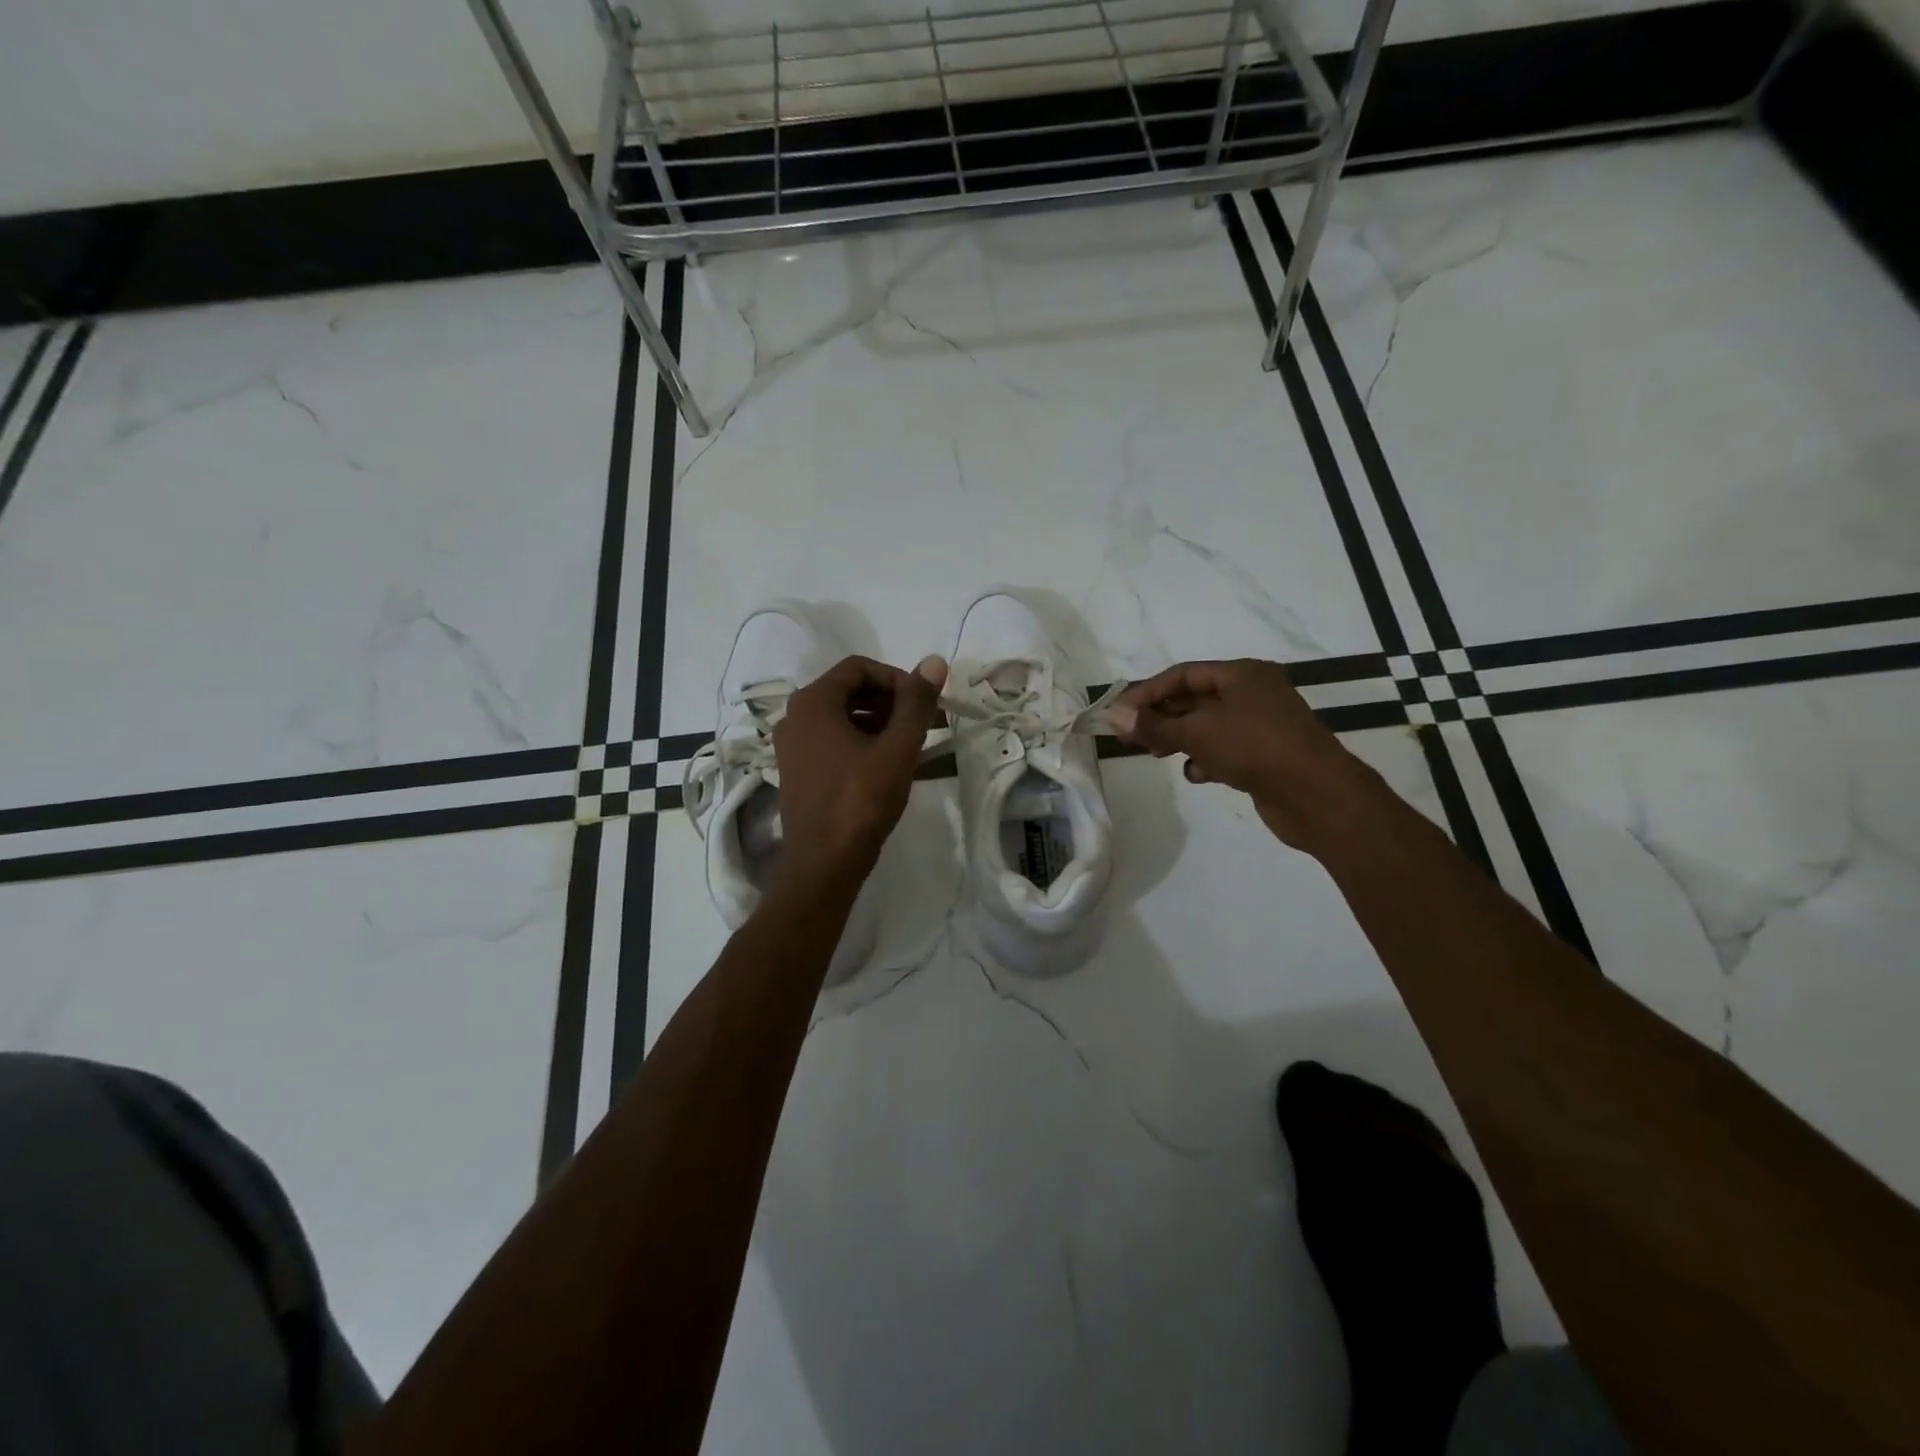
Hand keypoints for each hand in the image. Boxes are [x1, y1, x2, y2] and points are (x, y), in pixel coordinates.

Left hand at [771, 653, 946, 886]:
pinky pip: (833, 741)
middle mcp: (795, 717)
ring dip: (880, 723)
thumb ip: (916, 702)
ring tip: (911, 746)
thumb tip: (934, 661)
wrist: (824, 863)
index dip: (897, 679)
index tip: (923, 704)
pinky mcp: (798, 771)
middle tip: (925, 724)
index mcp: (813, 702)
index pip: (859, 668)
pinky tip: (888, 765)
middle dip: (891, 702)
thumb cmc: (860, 800)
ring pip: (842, 717)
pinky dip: (862, 742)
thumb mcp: (897, 748)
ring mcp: (792, 746)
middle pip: (849, 691)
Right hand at [1107, 659, 1385, 850]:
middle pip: (1194, 700)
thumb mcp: (1198, 732)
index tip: (1119, 714)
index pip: (1182, 675)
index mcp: (1242, 674)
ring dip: (1180, 740)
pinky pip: (1224, 750)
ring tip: (1156, 754)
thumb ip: (1154, 724)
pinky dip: (1206, 759)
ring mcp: (1260, 725)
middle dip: (1161, 717)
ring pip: (1207, 727)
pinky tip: (1197, 774)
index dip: (1147, 692)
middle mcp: (1252, 693)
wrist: (1317, 795)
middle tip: (1130, 737)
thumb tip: (1113, 715)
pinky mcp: (1264, 755)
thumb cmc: (1255, 748)